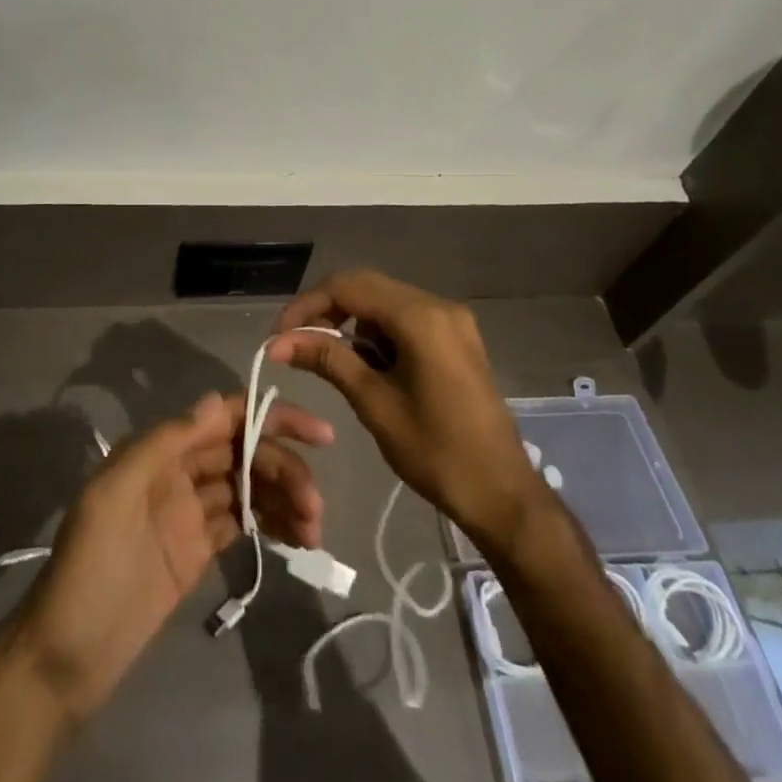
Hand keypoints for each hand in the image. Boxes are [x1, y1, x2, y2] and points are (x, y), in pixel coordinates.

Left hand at [12, 391, 330, 721]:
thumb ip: (165, 444)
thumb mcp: (115, 495)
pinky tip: (297, 538)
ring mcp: (190, 512)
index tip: (316, 434)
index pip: (223, 418)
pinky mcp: (199, 551)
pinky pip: (243, 523)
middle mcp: (178, 472)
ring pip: (249, 488)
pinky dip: (272, 524)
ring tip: (313, 528)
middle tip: (315, 504)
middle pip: (243, 453)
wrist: (66, 656)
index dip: (269, 417)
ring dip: (284, 498)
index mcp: (159, 450)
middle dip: (284, 468)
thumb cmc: (88, 567)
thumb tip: (217, 401)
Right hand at [270, 269, 544, 553]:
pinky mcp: (456, 338)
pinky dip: (379, 333)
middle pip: (367, 287)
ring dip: (353, 323)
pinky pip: (406, 319)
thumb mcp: (374, 404)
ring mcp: (452, 320)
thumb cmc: (436, 453)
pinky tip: (369, 365)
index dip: (308, 305)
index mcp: (420, 318)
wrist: (503, 494)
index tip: (280, 335)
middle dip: (327, 311)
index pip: (348, 287)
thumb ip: (327, 360)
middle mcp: (438, 305)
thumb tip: (278, 342)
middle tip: (297, 343)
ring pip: (385, 301)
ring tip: (332, 360)